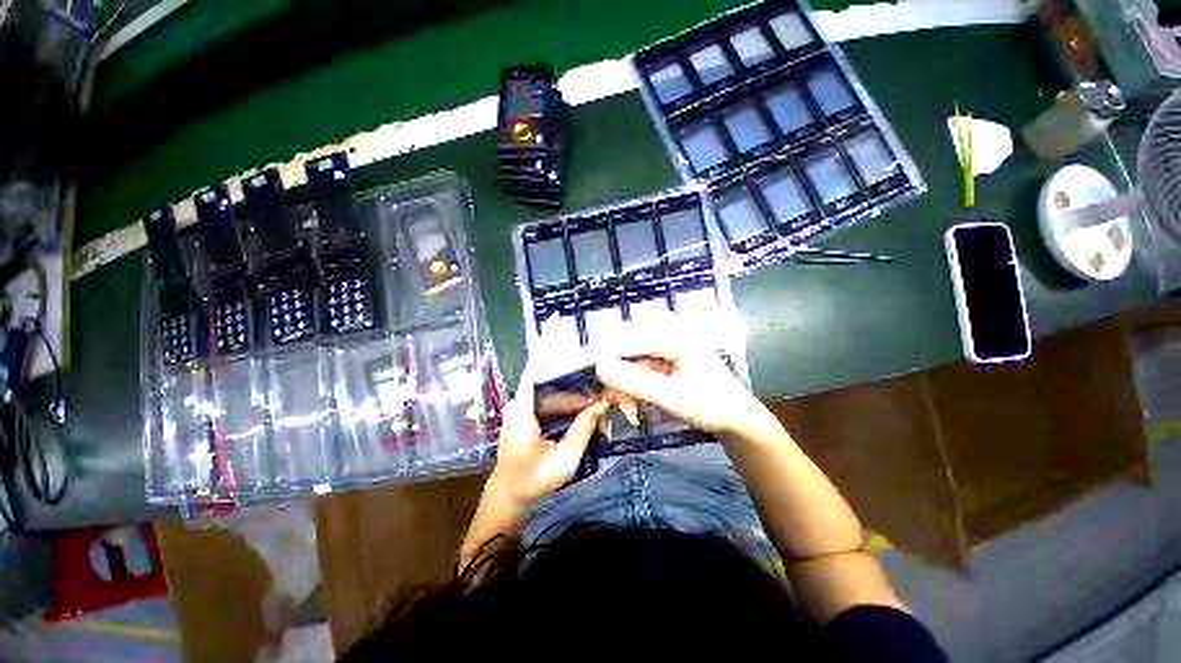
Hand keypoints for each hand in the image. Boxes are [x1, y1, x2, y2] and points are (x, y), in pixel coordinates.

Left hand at [489, 364, 608, 505]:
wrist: (509, 496)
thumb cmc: (533, 479)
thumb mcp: (563, 459)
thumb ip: (583, 430)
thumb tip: (602, 404)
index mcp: (522, 409)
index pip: (536, 370)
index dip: (553, 355)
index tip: (574, 347)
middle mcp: (520, 403)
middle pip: (552, 384)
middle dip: (578, 387)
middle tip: (603, 389)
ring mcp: (523, 409)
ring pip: (554, 394)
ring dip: (575, 398)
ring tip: (599, 400)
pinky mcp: (527, 416)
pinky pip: (550, 404)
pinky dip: (567, 407)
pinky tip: (585, 411)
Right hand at [594, 333, 767, 437]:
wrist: (737, 420)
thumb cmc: (710, 406)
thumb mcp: (669, 396)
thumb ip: (633, 381)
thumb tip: (599, 365)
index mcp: (675, 336)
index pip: (630, 339)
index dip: (607, 354)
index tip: (588, 370)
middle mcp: (670, 336)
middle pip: (630, 347)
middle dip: (617, 371)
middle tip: (611, 395)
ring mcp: (669, 349)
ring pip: (634, 359)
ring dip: (625, 381)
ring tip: (625, 405)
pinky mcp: (668, 361)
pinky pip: (642, 368)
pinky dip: (635, 385)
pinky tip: (634, 401)